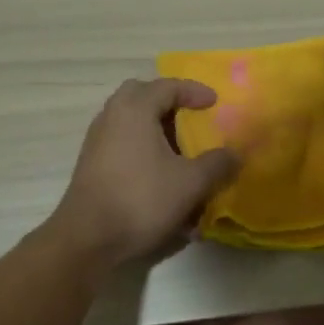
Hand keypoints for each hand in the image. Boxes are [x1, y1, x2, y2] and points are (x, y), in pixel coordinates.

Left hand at [45, 78, 239, 268]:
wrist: (88, 239)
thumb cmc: (141, 199)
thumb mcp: (190, 183)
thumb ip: (217, 164)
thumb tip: (235, 154)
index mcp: (134, 110)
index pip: (167, 86)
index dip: (194, 91)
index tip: (215, 102)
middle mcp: (111, 117)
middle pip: (141, 96)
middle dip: (169, 103)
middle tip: (191, 117)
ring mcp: (97, 142)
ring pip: (131, 123)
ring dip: (156, 130)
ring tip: (181, 152)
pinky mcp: (93, 166)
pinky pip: (123, 145)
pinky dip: (144, 151)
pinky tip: (162, 179)